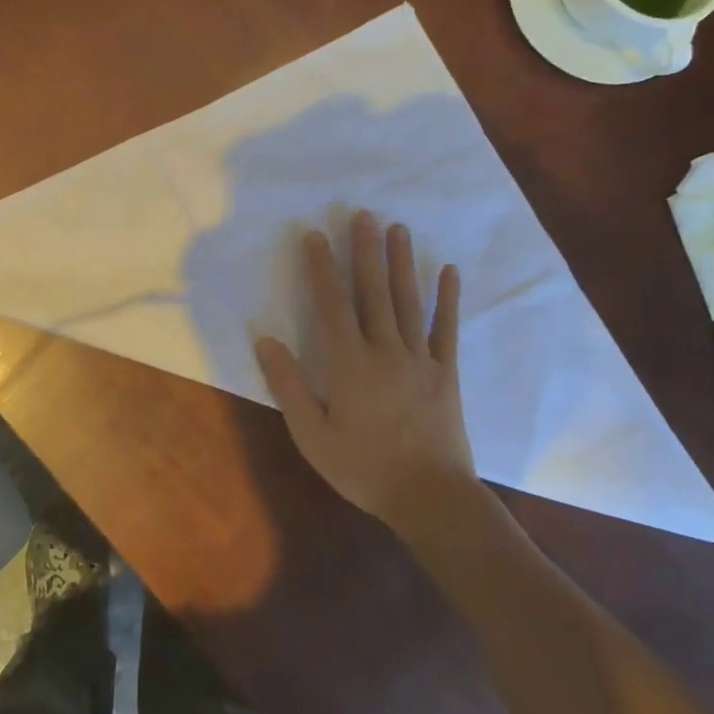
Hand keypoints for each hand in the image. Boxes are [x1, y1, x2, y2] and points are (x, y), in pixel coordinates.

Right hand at [254, 210, 475, 528]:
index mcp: (350, 364)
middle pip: (373, 292)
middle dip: (365, 251)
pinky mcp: (445, 372)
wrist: (430, 498)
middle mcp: (385, 351)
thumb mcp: (311, 434)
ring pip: (408, 301)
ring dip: (402, 263)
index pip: (331, 305)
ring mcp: (420, 359)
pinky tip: (448, 271)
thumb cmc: (363, 468)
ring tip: (398, 228)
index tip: (315, 236)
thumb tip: (265, 340)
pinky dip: (447, 299)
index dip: (321, 269)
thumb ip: (288, 385)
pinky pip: (446, 329)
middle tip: (363, 214)